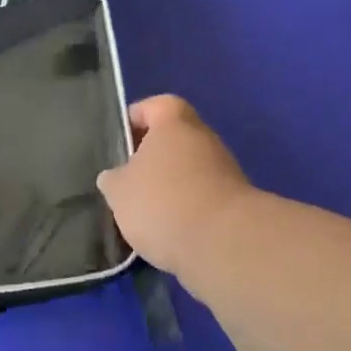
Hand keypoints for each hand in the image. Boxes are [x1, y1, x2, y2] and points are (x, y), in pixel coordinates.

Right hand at [98, 95, 255, 279]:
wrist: (224, 244)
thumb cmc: (164, 202)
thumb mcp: (119, 191)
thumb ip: (114, 179)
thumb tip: (115, 178)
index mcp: (175, 123)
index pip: (156, 105)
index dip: (137, 118)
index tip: (121, 140)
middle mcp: (204, 139)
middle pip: (174, 140)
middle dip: (151, 159)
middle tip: (128, 182)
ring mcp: (225, 171)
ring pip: (188, 171)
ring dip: (169, 187)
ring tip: (145, 214)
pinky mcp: (236, 205)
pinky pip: (202, 199)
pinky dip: (186, 211)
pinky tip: (169, 233)